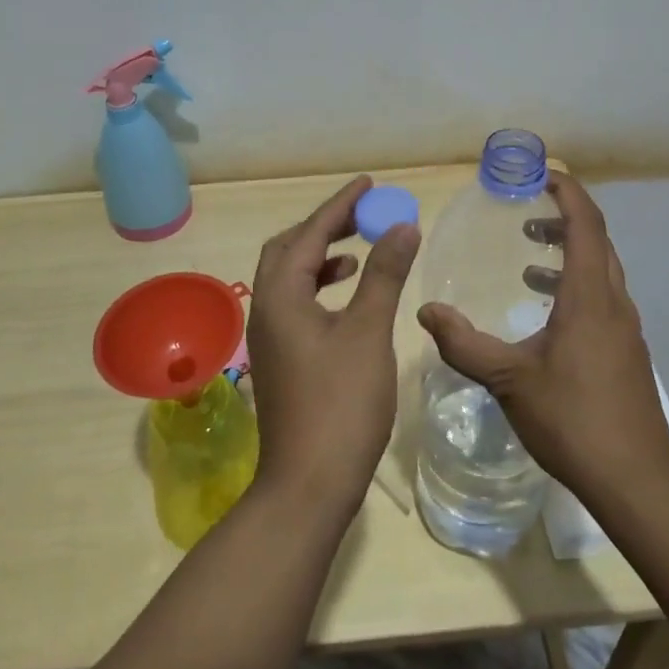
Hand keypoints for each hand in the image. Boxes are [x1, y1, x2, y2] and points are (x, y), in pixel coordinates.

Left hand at [246, 176, 420, 515]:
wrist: (308, 485)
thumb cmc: (340, 404)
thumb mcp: (368, 332)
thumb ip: (384, 275)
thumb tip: (402, 225)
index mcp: (281, 295)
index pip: (309, 233)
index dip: (340, 205)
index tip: (368, 184)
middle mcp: (266, 309)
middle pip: (288, 250)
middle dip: (324, 227)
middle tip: (361, 216)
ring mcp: (269, 337)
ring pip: (290, 278)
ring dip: (321, 258)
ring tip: (358, 254)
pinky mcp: (280, 359)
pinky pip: (296, 304)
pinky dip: (320, 289)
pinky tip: (347, 300)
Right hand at [416, 173, 668, 500]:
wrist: (635, 479)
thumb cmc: (572, 419)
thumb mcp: (508, 380)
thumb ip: (464, 344)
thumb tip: (425, 313)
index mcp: (588, 298)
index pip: (586, 225)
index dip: (568, 193)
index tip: (543, 174)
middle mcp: (613, 303)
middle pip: (598, 242)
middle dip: (564, 219)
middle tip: (526, 215)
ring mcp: (625, 329)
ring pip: (601, 271)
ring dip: (569, 254)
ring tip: (529, 260)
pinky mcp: (626, 352)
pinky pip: (601, 298)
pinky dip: (574, 286)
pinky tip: (546, 314)